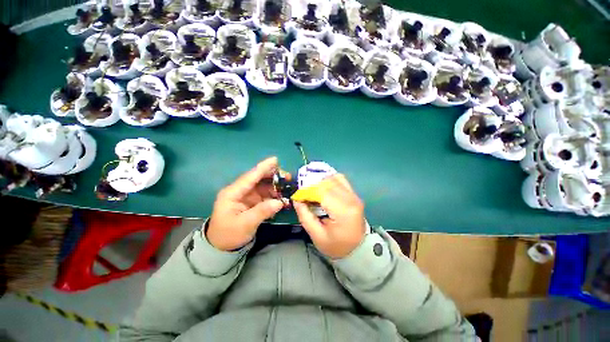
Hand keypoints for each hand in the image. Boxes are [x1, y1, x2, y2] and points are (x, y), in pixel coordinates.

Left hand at [207, 157, 284, 250]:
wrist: (222, 247)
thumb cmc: (228, 235)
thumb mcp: (244, 224)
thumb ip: (262, 211)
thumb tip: (279, 202)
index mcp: (232, 193)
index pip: (249, 177)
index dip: (263, 168)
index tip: (275, 160)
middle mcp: (240, 191)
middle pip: (257, 179)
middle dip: (272, 176)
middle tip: (287, 176)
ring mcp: (246, 196)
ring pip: (263, 186)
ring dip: (276, 186)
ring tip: (288, 187)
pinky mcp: (252, 202)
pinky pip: (265, 195)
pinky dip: (274, 195)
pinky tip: (283, 197)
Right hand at [293, 174, 365, 258]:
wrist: (358, 250)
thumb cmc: (337, 246)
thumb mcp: (317, 235)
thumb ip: (305, 216)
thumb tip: (296, 200)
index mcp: (342, 211)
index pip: (321, 192)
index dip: (307, 191)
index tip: (297, 197)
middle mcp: (351, 199)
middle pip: (327, 183)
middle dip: (312, 185)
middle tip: (303, 194)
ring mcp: (354, 195)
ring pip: (334, 178)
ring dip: (320, 182)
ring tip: (313, 191)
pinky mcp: (355, 195)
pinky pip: (341, 180)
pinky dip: (329, 180)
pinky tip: (323, 188)